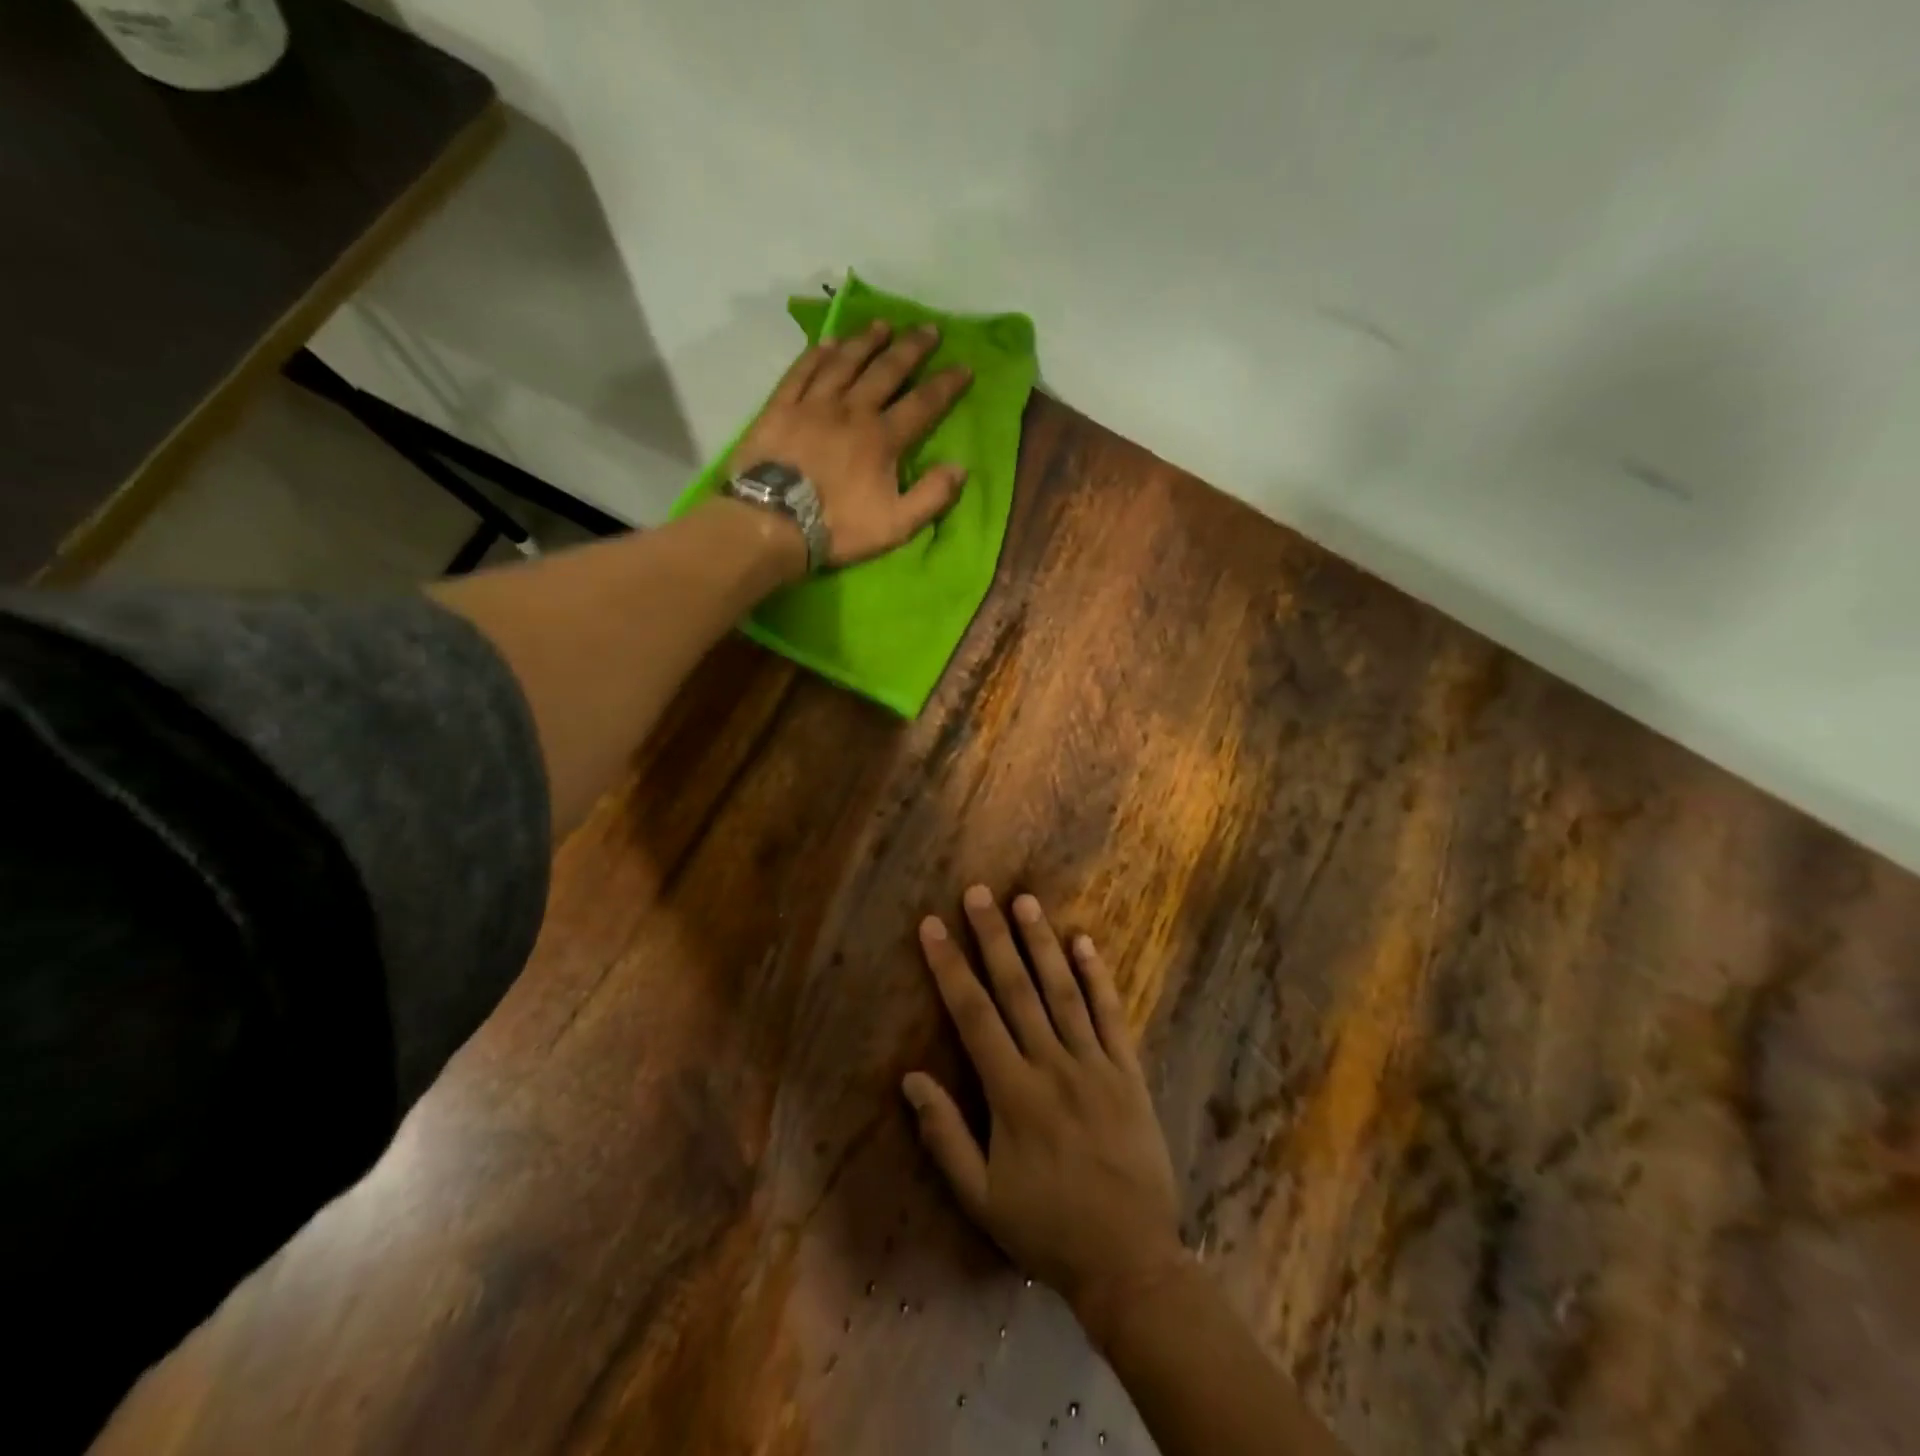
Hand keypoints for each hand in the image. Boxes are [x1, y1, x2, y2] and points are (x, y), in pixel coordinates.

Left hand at [731, 320, 972, 568]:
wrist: (773, 522)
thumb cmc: (838, 526)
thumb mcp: (896, 525)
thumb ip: (931, 496)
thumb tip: (960, 468)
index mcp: (882, 438)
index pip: (923, 404)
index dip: (946, 385)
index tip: (964, 366)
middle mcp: (852, 410)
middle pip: (886, 371)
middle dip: (911, 349)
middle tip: (929, 328)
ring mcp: (814, 405)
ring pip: (845, 362)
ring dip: (866, 342)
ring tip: (883, 326)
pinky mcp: (781, 407)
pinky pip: (802, 371)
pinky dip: (817, 354)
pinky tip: (828, 342)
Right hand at [904, 887, 1183, 1321]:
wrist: (1129, 1261)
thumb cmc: (1047, 1228)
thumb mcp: (982, 1198)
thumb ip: (944, 1136)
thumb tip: (911, 1078)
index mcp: (1012, 1093)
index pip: (973, 1014)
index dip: (950, 967)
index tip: (932, 927)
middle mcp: (1052, 1066)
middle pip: (1016, 988)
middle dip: (993, 937)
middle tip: (978, 893)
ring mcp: (1095, 1064)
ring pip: (1063, 991)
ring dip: (1042, 944)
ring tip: (1025, 902)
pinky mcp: (1128, 1072)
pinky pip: (1111, 1015)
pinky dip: (1098, 976)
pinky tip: (1084, 942)